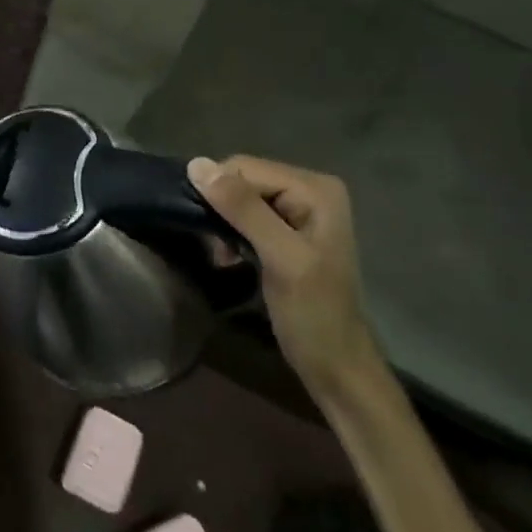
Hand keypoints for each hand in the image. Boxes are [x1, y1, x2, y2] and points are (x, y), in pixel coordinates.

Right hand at [189, 156, 378, 394]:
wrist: (335, 366)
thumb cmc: (313, 314)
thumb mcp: (280, 258)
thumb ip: (243, 209)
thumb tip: (197, 165)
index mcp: (315, 187)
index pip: (245, 168)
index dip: (219, 194)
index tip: (214, 237)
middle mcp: (310, 188)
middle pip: (242, 179)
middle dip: (222, 210)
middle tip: (221, 251)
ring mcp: (300, 208)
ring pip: (239, 197)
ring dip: (224, 224)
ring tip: (225, 256)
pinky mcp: (287, 229)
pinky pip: (246, 213)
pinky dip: (232, 233)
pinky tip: (232, 257)